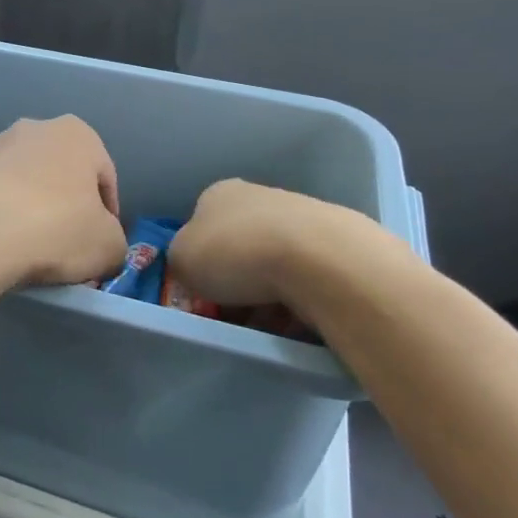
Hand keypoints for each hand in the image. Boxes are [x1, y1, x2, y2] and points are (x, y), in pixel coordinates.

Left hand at [0, 117, 124, 299]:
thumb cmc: (54, 228)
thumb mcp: (109, 247)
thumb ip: (114, 241)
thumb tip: (102, 244)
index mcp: (77, 134)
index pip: (104, 178)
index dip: (107, 215)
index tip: (99, 244)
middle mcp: (34, 127)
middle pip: (60, 173)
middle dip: (64, 204)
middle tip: (64, 244)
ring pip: (22, 180)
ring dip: (28, 205)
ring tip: (26, 245)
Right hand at [165, 179, 412, 322]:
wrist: (318, 260)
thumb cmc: (236, 253)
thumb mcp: (181, 258)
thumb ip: (181, 260)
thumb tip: (195, 266)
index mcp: (219, 193)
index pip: (201, 227)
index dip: (200, 261)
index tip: (204, 292)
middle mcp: (259, 196)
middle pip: (239, 246)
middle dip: (236, 281)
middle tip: (235, 314)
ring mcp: (301, 216)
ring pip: (274, 263)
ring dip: (268, 294)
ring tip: (269, 324)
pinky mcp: (336, 244)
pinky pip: (307, 278)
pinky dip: (300, 299)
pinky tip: (299, 320)